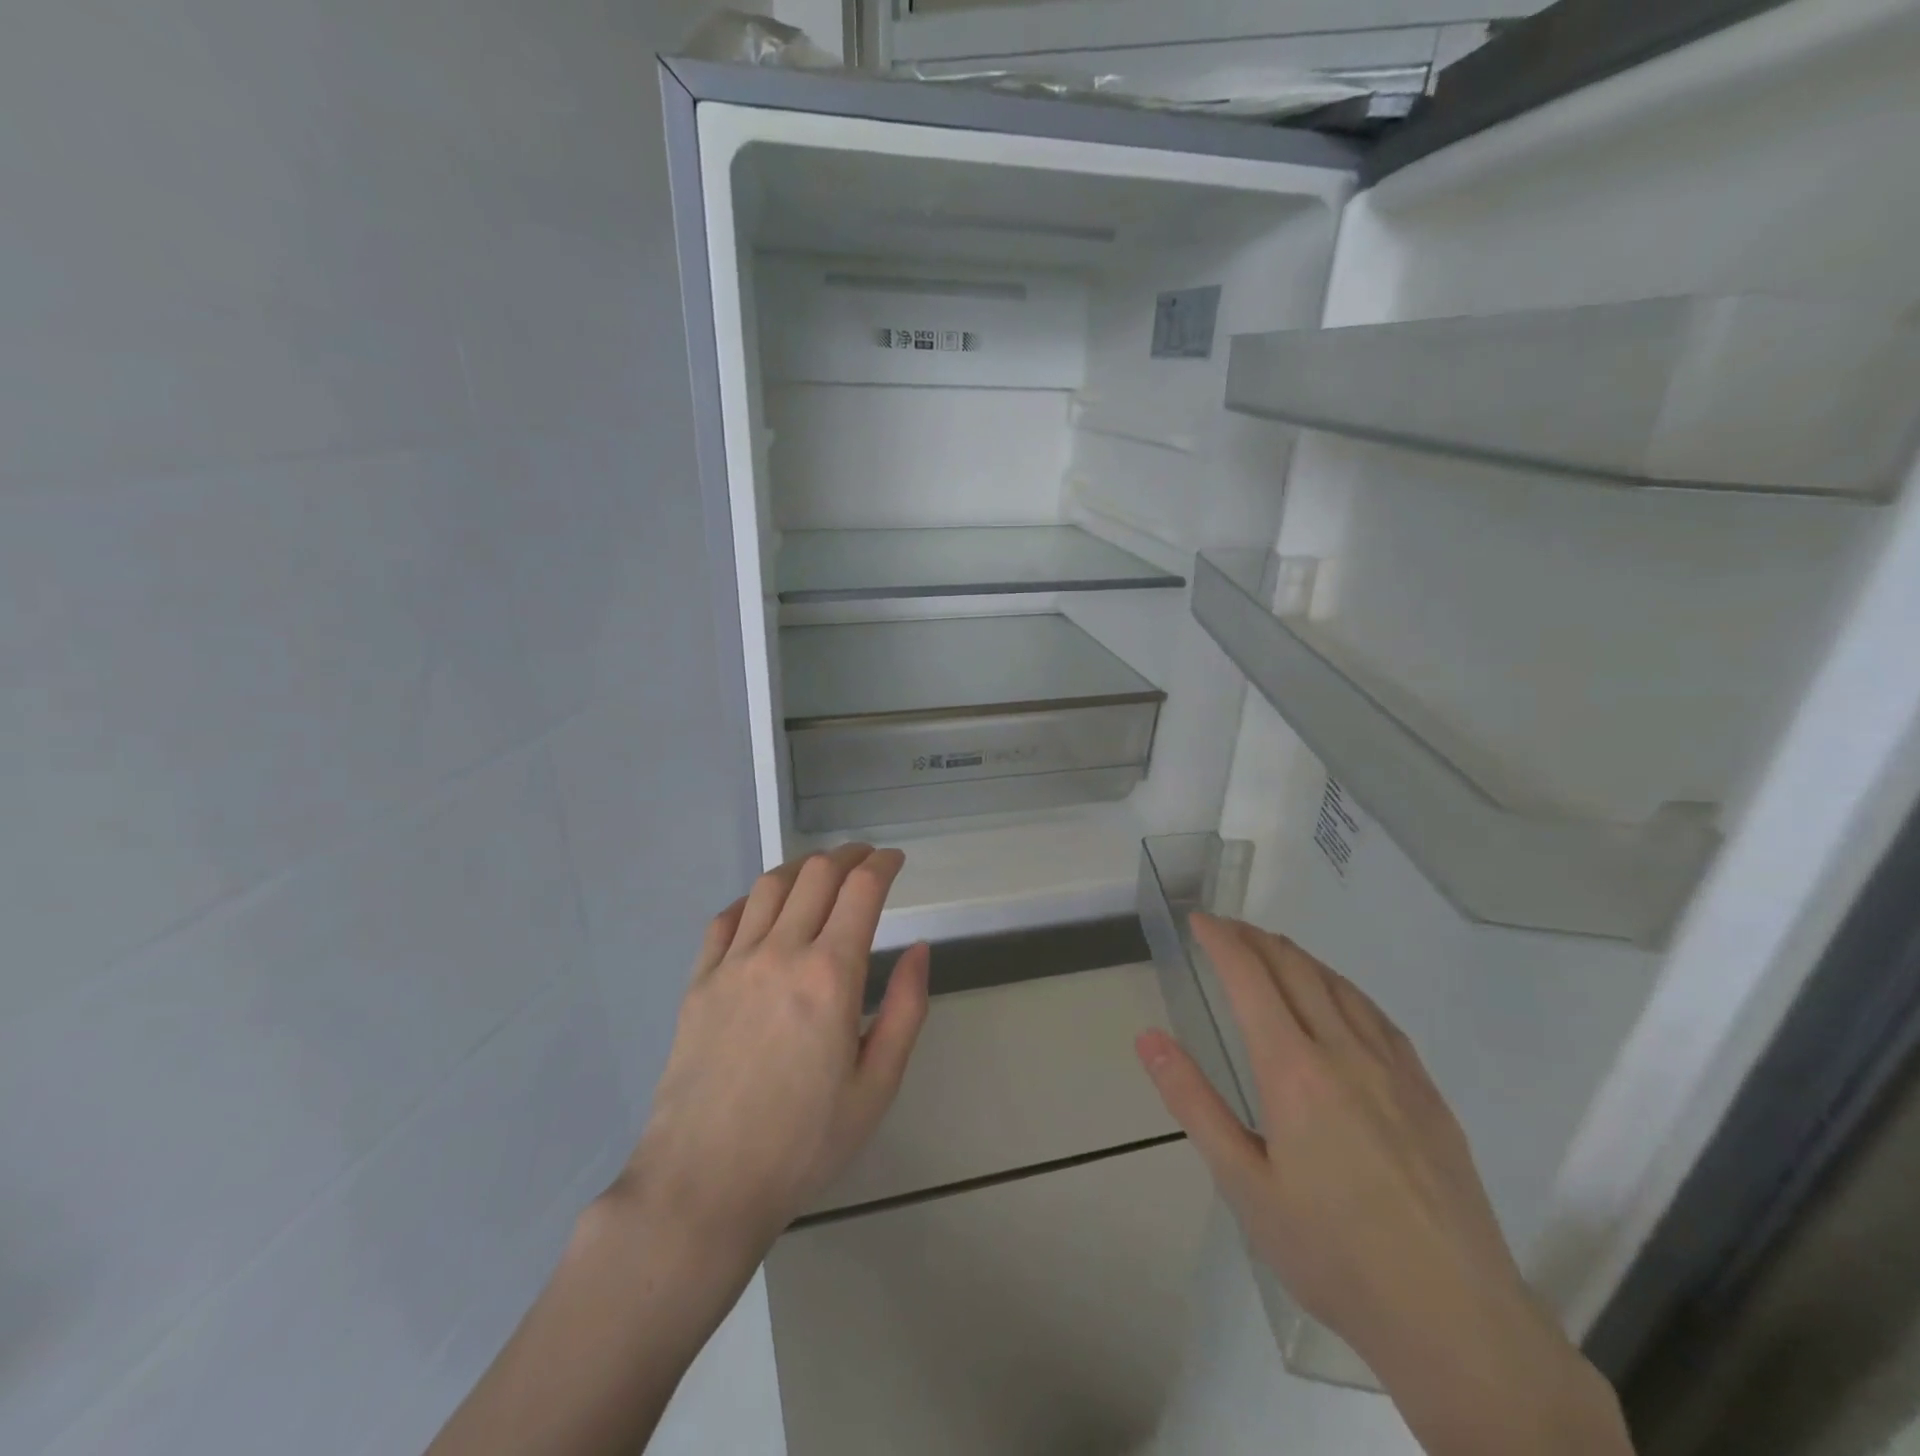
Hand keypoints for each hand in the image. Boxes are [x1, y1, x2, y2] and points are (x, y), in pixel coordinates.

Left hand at [616, 844, 930, 1263]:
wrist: (704, 1184)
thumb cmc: (803, 1142)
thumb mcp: (877, 1086)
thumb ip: (907, 1008)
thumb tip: (919, 948)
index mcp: (831, 975)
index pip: (862, 889)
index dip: (884, 864)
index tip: (896, 860)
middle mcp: (782, 952)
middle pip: (817, 873)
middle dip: (849, 855)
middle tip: (866, 859)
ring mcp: (733, 963)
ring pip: (771, 885)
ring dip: (803, 867)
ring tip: (821, 873)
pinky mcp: (699, 981)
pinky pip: (726, 918)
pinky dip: (754, 899)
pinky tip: (765, 908)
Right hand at [1136, 915, 1630, 1455]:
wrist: (1457, 1320)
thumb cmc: (1332, 1253)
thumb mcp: (1243, 1184)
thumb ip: (1193, 1102)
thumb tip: (1149, 1038)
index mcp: (1294, 1070)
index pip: (1250, 978)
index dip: (1221, 940)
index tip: (1199, 919)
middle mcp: (1345, 1052)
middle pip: (1295, 968)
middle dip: (1254, 938)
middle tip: (1225, 927)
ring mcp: (1394, 1069)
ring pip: (1339, 985)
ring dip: (1298, 956)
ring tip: (1272, 949)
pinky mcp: (1427, 1092)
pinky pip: (1377, 1016)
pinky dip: (1342, 987)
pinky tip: (1339, 998)